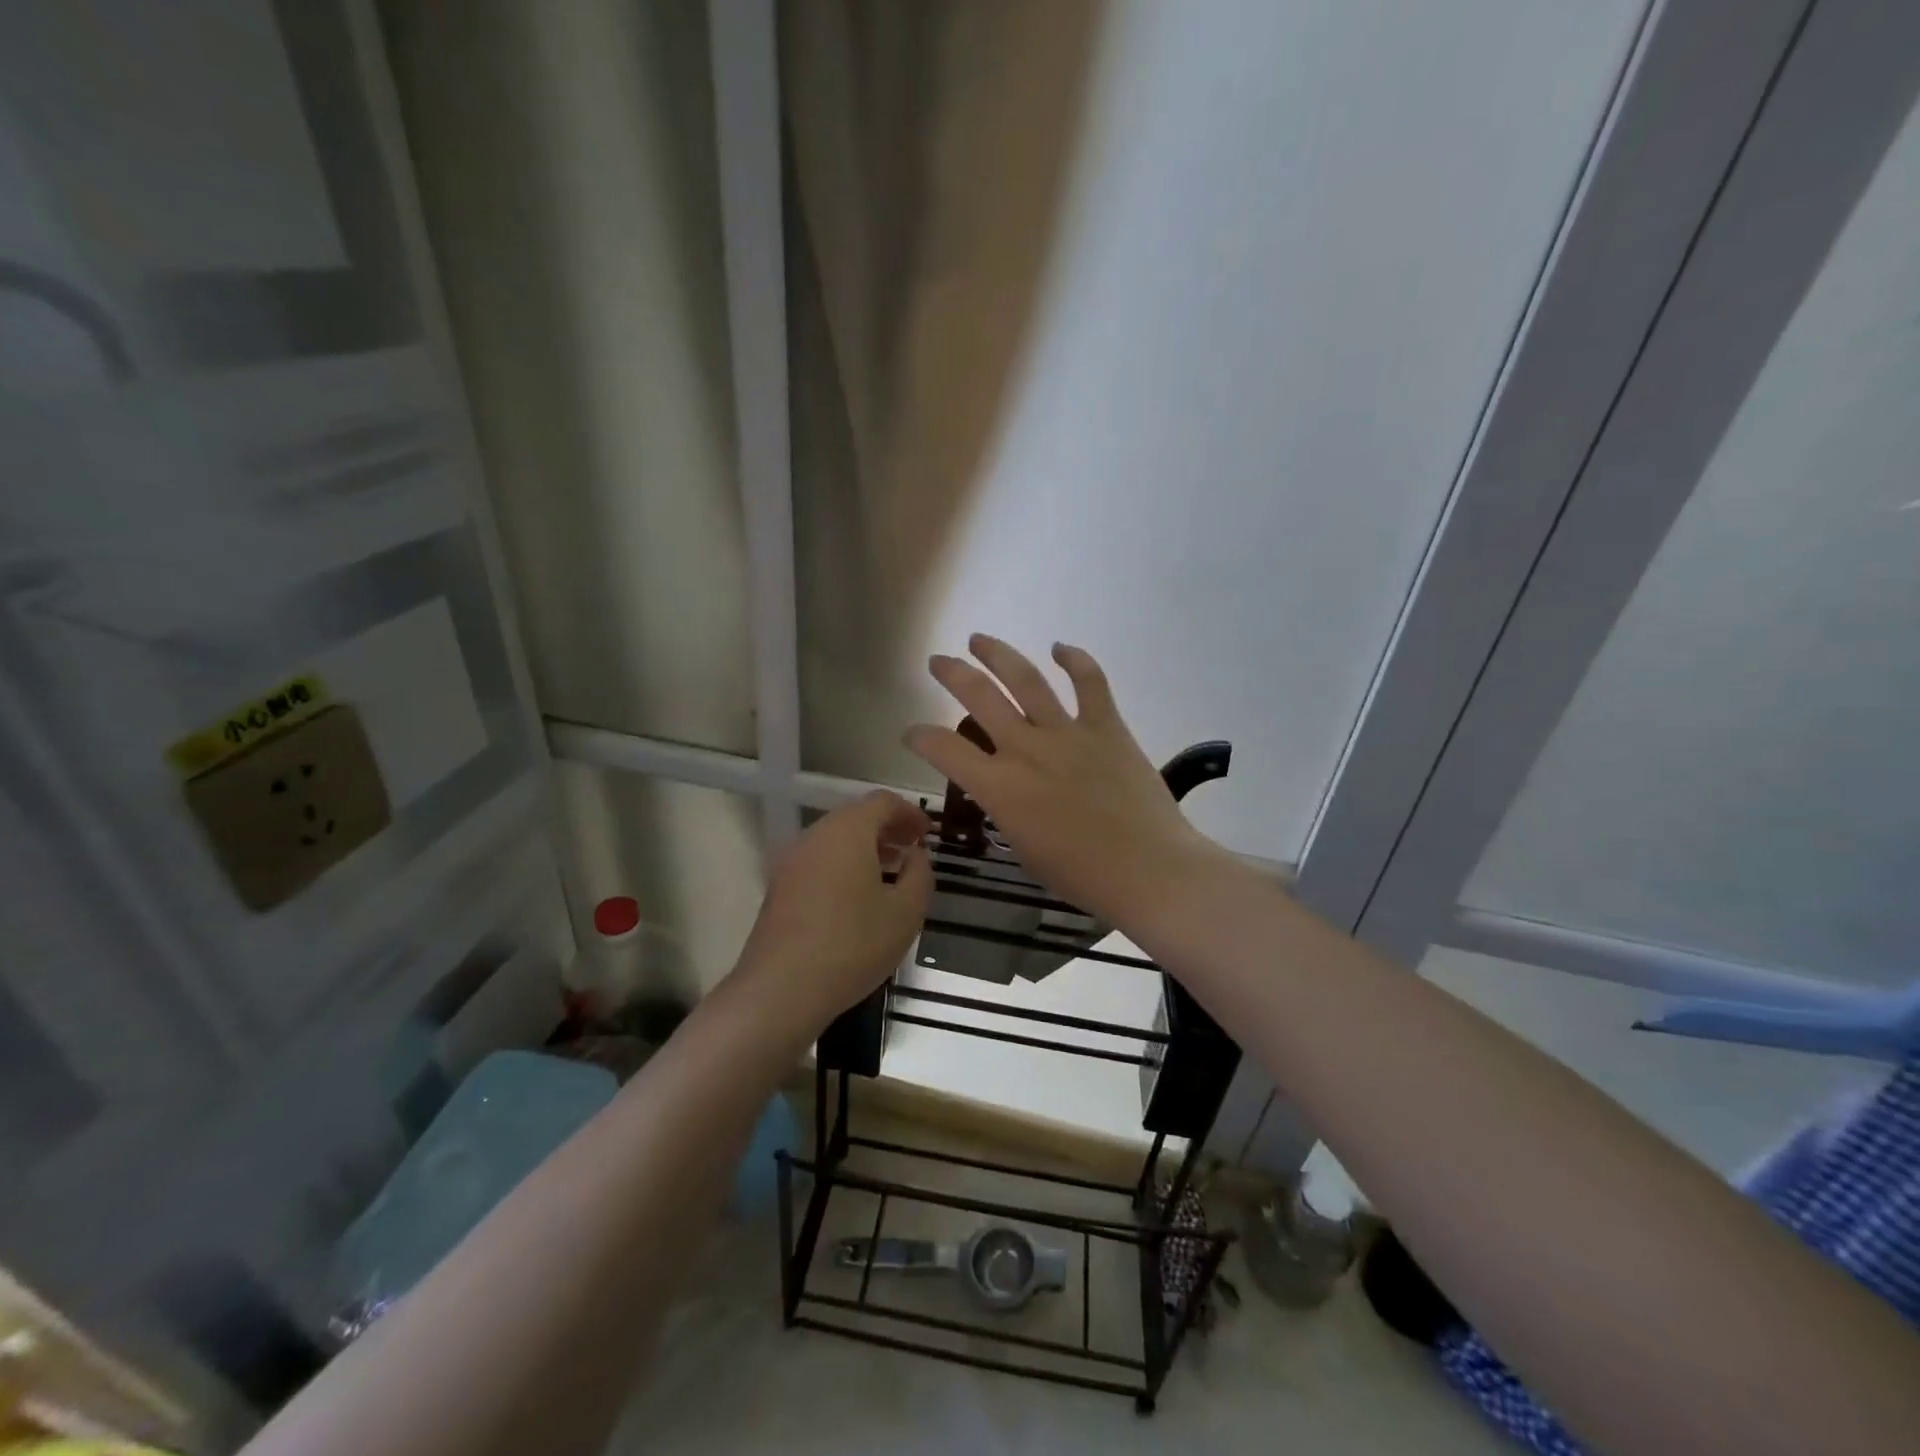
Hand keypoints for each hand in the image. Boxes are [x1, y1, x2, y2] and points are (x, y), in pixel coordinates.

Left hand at [731, 791, 932, 1034]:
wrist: (781, 989)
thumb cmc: (853, 944)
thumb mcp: (906, 912)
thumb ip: (920, 874)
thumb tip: (915, 856)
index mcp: (847, 831)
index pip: (882, 802)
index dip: (909, 813)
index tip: (927, 834)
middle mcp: (815, 835)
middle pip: (856, 817)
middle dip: (887, 829)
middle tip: (912, 851)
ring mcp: (792, 861)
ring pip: (835, 840)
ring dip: (865, 849)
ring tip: (891, 874)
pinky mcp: (779, 887)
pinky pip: (819, 861)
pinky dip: (844, 865)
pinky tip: (858, 897)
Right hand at [904, 635, 1218, 927]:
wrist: (1148, 870)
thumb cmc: (1082, 875)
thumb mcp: (1024, 849)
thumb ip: (1008, 811)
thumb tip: (1009, 791)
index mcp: (1000, 787)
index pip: (944, 749)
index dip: (920, 736)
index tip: (913, 733)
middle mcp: (1026, 749)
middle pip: (979, 696)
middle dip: (952, 674)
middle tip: (938, 661)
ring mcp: (1068, 733)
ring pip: (1025, 679)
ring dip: (998, 654)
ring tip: (979, 640)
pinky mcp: (1106, 727)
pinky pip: (1090, 682)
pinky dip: (1075, 660)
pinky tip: (1060, 647)